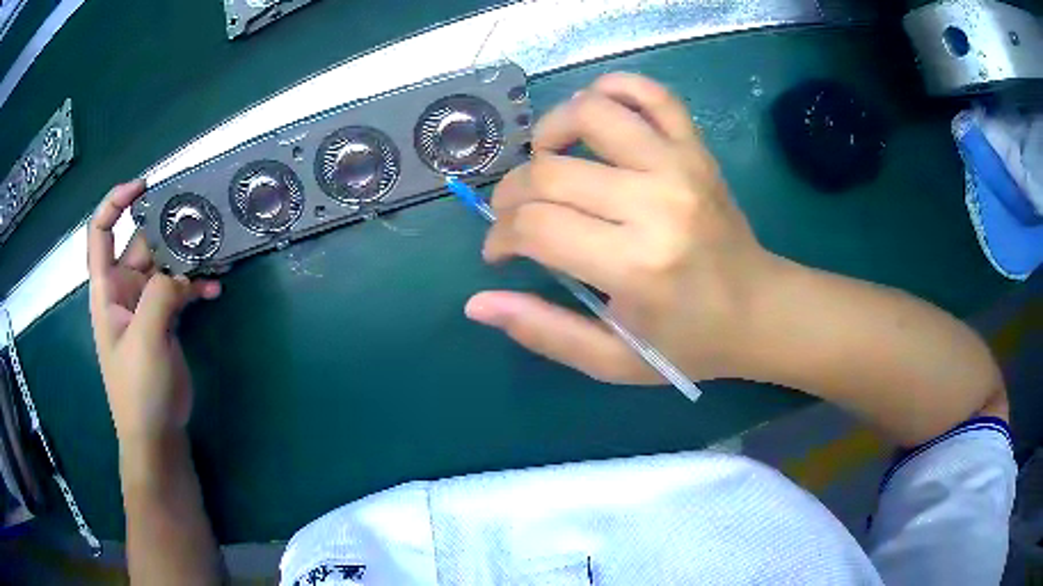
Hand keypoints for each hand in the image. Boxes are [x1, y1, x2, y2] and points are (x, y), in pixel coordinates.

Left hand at [87, 180, 220, 442]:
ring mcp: (145, 306)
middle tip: (199, 218)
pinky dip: (196, 286)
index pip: (101, 232)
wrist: (156, 435)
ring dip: (188, 258)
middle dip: (167, 228)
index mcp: (107, 289)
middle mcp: (123, 290)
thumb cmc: (139, 390)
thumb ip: (160, 295)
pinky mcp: (164, 321)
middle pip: (142, 243)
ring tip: (214, 252)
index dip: (116, 202)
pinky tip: (215, 289)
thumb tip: (182, 272)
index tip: (144, 186)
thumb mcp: (145, 339)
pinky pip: (180, 290)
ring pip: (165, 265)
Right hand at [465, 73, 779, 382]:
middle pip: (549, 171)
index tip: (501, 252)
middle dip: (510, 194)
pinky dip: (614, 89)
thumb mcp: (612, 360)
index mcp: (634, 264)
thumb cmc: (687, 342)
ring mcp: (679, 165)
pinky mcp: (696, 148)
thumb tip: (477, 303)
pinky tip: (595, 114)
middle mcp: (655, 202)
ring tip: (547, 161)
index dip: (501, 237)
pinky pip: (650, 93)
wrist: (758, 310)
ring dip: (550, 131)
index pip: (535, 226)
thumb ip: (542, 332)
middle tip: (514, 218)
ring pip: (590, 112)